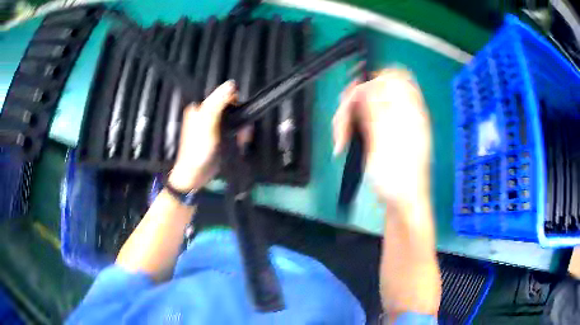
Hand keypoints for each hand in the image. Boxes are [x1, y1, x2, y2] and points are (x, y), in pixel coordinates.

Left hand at [168, 81, 236, 191]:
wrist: (195, 176)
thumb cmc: (198, 150)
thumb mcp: (207, 124)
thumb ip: (218, 103)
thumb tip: (231, 83)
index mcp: (200, 108)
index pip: (222, 95)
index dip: (234, 102)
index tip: (239, 114)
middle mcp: (206, 114)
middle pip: (231, 107)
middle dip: (240, 118)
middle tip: (242, 133)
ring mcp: (213, 126)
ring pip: (234, 119)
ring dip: (241, 128)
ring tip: (242, 140)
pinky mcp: (219, 137)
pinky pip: (233, 130)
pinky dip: (239, 136)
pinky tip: (240, 143)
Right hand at [333, 68, 431, 203]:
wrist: (401, 203)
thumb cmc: (398, 177)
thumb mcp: (386, 141)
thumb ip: (376, 110)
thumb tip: (366, 85)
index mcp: (410, 110)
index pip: (395, 77)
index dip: (374, 77)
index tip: (356, 92)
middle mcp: (400, 113)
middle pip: (373, 91)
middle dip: (352, 101)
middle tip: (342, 121)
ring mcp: (390, 124)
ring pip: (363, 106)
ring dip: (346, 118)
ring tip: (339, 139)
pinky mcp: (380, 135)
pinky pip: (362, 121)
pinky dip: (350, 127)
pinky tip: (343, 140)